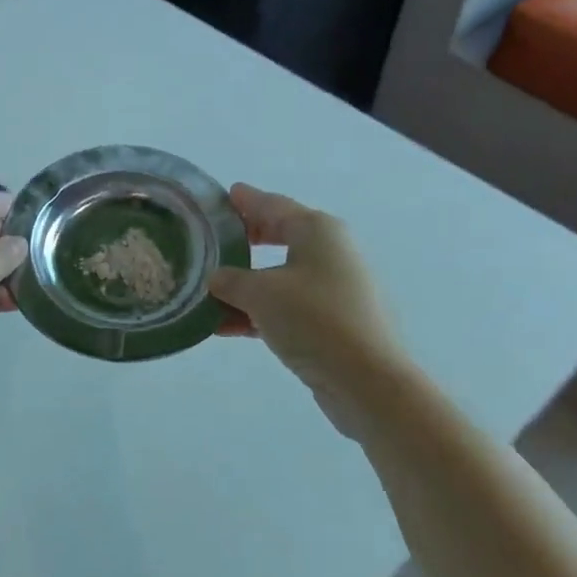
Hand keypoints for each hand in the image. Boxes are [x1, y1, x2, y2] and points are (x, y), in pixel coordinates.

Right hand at [209, 185, 401, 440]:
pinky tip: (227, 326)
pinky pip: (287, 306)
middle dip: (245, 239)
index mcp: (317, 230)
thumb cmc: (313, 319)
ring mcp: (334, 288)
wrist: (367, 380)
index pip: (273, 205)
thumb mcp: (260, 294)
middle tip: (214, 239)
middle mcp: (330, 251)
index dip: (246, 200)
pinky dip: (259, 311)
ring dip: (246, 284)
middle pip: (279, 236)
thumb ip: (231, 280)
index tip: (223, 195)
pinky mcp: (333, 321)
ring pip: (280, 275)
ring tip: (209, 290)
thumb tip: (216, 279)